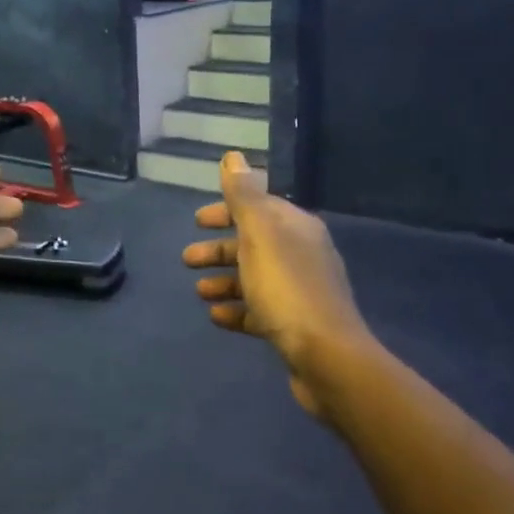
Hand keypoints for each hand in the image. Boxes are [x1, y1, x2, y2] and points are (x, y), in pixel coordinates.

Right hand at [183, 151, 372, 417]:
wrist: (326, 356)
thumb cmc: (287, 290)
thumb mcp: (261, 236)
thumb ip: (244, 196)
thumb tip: (233, 157)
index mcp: (297, 228)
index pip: (259, 208)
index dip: (227, 211)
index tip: (197, 220)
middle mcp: (302, 255)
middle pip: (254, 245)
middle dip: (219, 250)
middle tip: (187, 259)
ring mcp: (299, 292)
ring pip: (254, 279)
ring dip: (224, 281)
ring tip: (199, 292)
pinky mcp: (294, 326)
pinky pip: (259, 311)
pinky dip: (236, 310)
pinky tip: (216, 317)